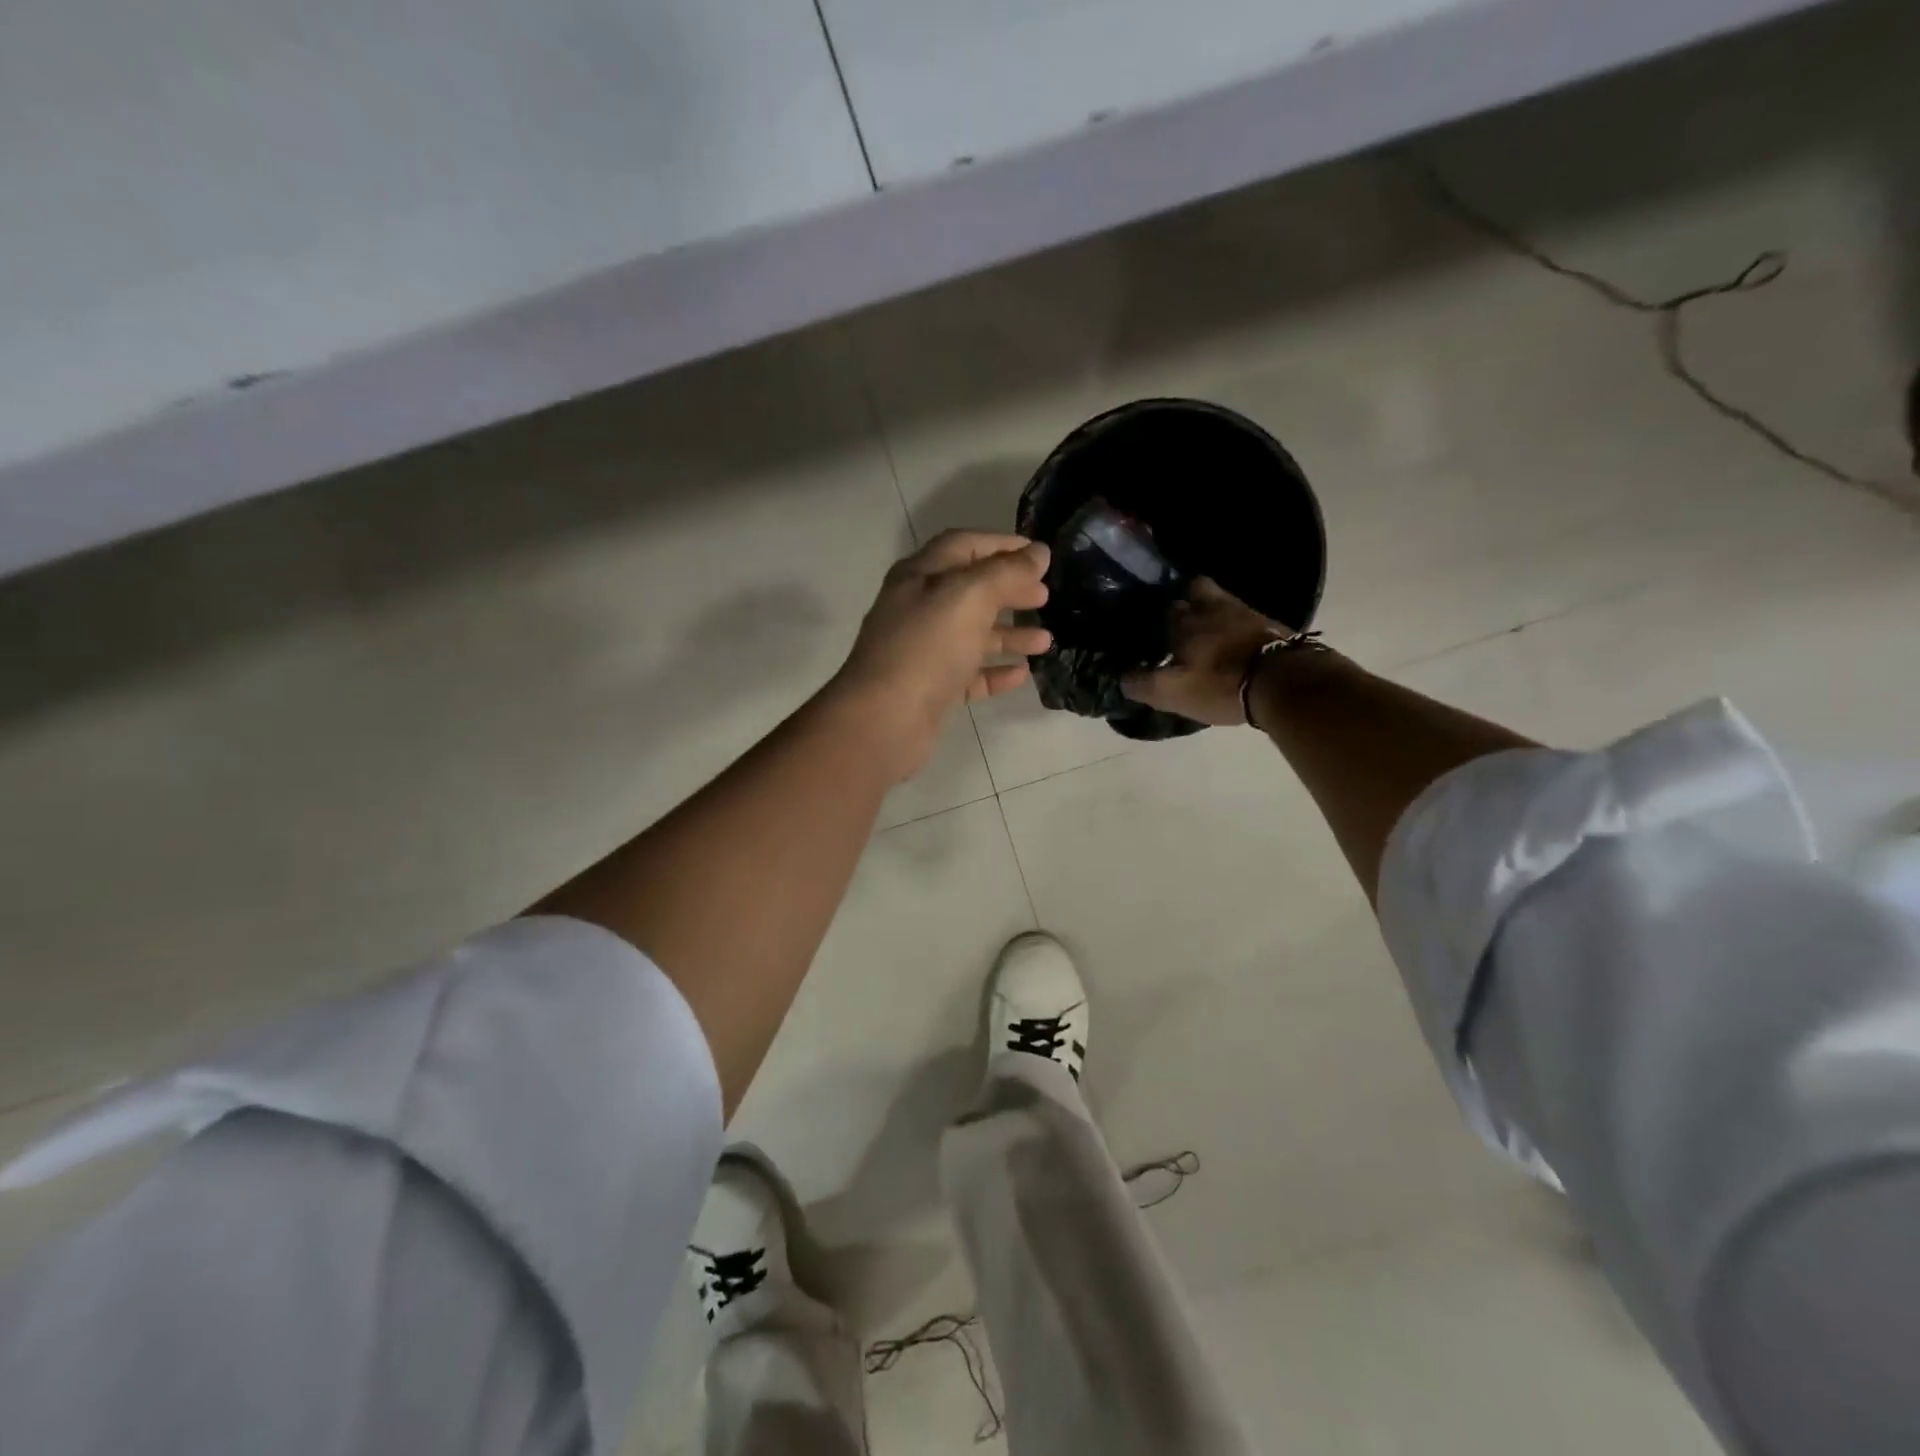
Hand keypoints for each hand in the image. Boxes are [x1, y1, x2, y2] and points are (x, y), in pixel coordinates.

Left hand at [828, 531, 1051, 780]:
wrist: (885, 720)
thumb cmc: (926, 648)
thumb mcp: (968, 597)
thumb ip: (1006, 572)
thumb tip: (1039, 552)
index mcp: (920, 576)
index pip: (964, 546)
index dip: (1001, 545)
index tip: (1040, 555)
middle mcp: (919, 609)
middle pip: (970, 590)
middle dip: (1009, 590)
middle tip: (1045, 597)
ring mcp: (923, 651)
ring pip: (972, 635)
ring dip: (1009, 634)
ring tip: (1045, 641)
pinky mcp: (931, 689)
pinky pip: (969, 674)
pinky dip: (995, 671)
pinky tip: (1022, 674)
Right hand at [1121, 577, 1292, 725]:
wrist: (1284, 683)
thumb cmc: (1220, 684)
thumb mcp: (1170, 692)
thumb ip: (1140, 684)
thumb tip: (1122, 677)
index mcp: (1183, 619)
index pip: (1161, 605)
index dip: (1154, 615)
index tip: (1149, 627)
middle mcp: (1212, 606)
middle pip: (1194, 589)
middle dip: (1185, 599)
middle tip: (1179, 619)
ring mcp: (1245, 611)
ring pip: (1221, 601)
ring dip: (1212, 612)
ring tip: (1207, 631)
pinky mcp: (1270, 624)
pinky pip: (1244, 616)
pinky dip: (1236, 625)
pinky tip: (1233, 642)